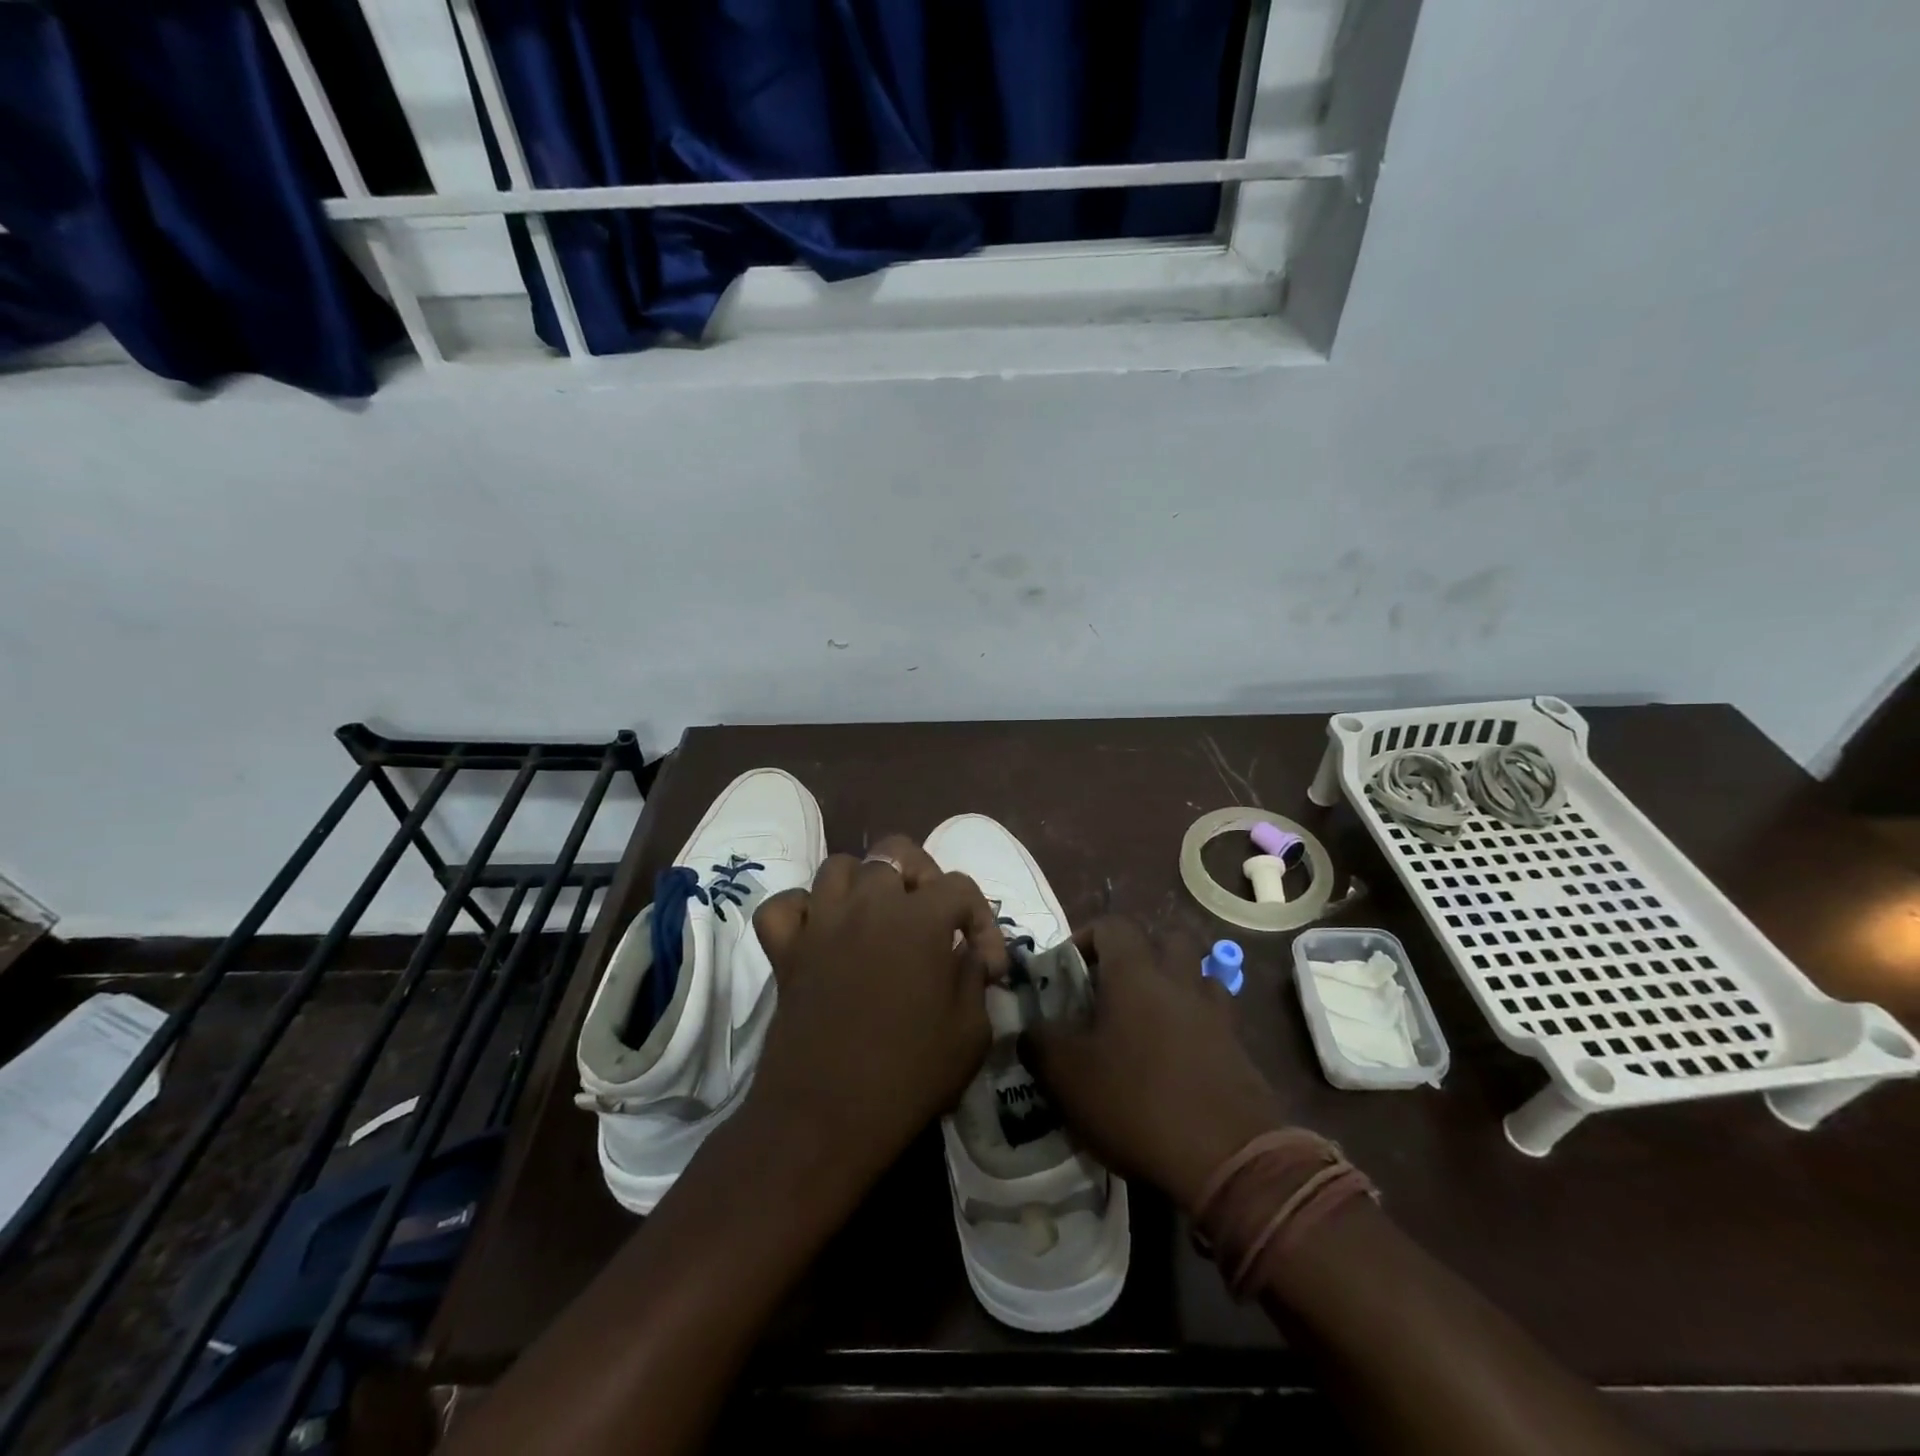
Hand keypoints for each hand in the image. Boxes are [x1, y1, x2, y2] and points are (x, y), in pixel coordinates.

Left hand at [746, 835, 1006, 1188]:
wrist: (825, 1120)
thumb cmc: (908, 1077)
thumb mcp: (971, 1033)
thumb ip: (974, 979)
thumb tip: (967, 956)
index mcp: (919, 919)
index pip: (960, 887)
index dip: (982, 921)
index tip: (988, 966)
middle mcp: (868, 904)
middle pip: (895, 852)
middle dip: (923, 877)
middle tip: (932, 918)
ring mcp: (821, 923)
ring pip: (839, 867)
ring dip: (863, 884)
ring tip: (878, 917)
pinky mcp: (785, 950)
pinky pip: (784, 907)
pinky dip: (801, 912)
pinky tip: (820, 933)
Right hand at [1023, 917, 1289, 1212]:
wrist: (1229, 1159)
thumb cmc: (1137, 1103)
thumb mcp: (1067, 1076)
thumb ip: (1040, 1043)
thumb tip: (1029, 1030)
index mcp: (1135, 973)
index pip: (1113, 925)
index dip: (1087, 937)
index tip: (1068, 969)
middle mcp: (1180, 980)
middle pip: (1167, 939)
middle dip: (1141, 954)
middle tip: (1114, 989)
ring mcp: (1216, 1013)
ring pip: (1197, 975)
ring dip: (1175, 985)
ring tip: (1150, 1021)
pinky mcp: (1240, 1048)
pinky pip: (1216, 1017)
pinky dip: (1198, 1024)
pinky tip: (1179, 1057)